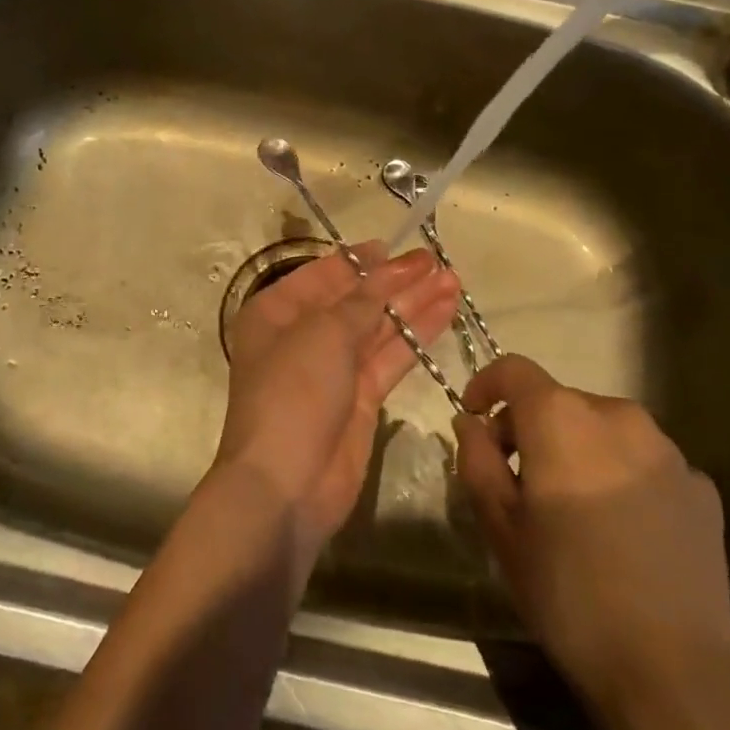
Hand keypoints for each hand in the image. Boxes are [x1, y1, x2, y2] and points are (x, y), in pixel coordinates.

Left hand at [217, 243, 460, 562]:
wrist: (286, 483)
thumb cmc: (293, 392)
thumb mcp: (324, 334)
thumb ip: (363, 300)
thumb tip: (389, 270)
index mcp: (276, 312)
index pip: (323, 275)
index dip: (361, 260)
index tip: (396, 246)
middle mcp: (303, 336)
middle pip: (355, 300)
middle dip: (395, 281)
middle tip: (437, 262)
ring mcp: (333, 369)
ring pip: (378, 327)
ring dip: (413, 304)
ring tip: (453, 280)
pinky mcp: (361, 398)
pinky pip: (391, 357)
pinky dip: (416, 335)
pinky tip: (445, 312)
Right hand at [453, 356, 729, 719]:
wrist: (672, 671)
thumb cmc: (567, 592)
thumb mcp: (501, 528)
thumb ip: (477, 461)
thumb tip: (471, 423)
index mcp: (563, 420)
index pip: (515, 370)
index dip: (487, 385)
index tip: (475, 420)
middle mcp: (619, 417)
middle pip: (560, 401)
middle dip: (530, 428)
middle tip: (517, 481)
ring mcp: (669, 451)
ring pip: (603, 429)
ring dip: (577, 451)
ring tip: (571, 509)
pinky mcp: (702, 486)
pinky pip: (644, 461)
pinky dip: (620, 475)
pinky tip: (621, 531)